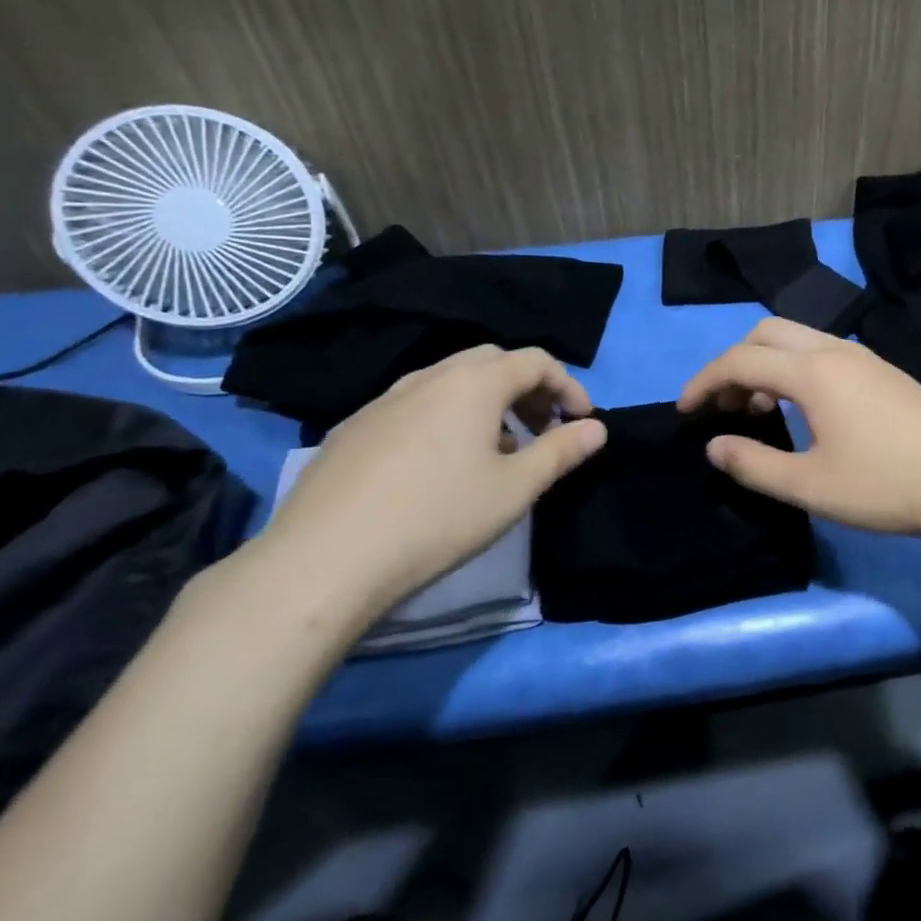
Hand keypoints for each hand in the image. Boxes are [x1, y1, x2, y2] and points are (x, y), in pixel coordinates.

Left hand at [251, 346, 606, 621]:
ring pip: (450, 381)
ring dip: (486, 403)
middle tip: (542, 428)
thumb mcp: (516, 489)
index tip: (582, 421)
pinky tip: (439, 467)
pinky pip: (415, 405)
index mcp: (473, 383)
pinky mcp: (353, 427)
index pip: (535, 361)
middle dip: (527, 388)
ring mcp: (384, 399)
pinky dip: (446, 417)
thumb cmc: (438, 517)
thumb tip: (597, 429)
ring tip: (496, 450)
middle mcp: (428, 377)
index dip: (569, 385)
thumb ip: (561, 451)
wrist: (324, 559)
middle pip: (491, 361)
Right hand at [677, 318, 920, 539]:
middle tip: (726, 406)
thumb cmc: (884, 485)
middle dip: (735, 362)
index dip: (704, 382)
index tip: (684, 411)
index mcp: (813, 371)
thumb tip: (714, 445)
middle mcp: (837, 351)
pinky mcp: (885, 372)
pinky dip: (796, 369)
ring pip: (799, 339)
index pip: (741, 359)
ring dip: (768, 364)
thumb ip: (753, 464)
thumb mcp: (809, 485)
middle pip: (767, 333)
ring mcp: (866, 357)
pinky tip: (806, 411)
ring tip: (761, 411)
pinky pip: (824, 352)